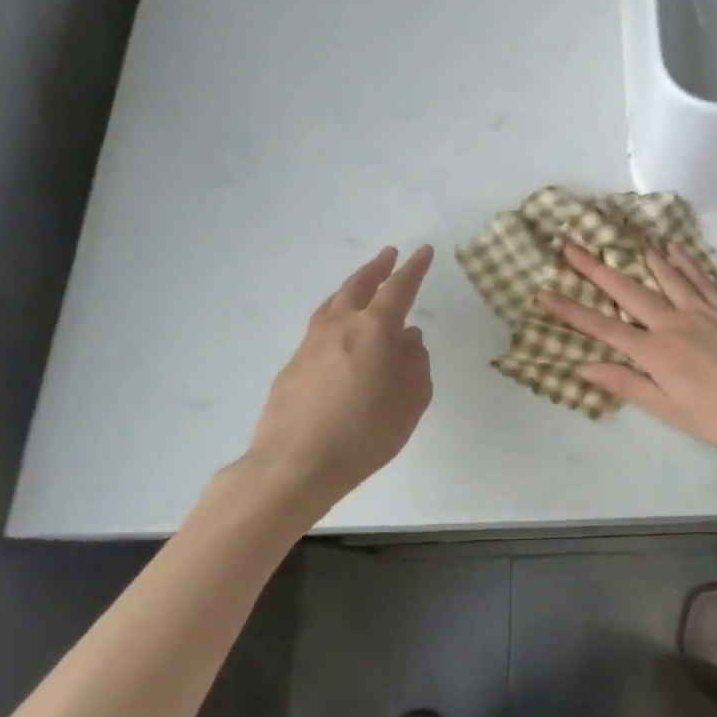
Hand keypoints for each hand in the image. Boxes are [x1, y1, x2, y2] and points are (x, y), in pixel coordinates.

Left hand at [241, 245, 434, 518]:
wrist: (294, 465)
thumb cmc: (364, 433)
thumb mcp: (411, 401)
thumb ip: (416, 365)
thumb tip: (409, 340)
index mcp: (373, 330)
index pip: (399, 289)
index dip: (414, 269)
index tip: (424, 251)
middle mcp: (340, 326)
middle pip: (359, 286)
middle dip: (377, 268)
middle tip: (389, 255)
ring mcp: (310, 344)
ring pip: (334, 303)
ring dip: (352, 288)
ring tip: (363, 285)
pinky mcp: (292, 366)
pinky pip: (319, 328)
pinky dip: (335, 318)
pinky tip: (340, 334)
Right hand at [536, 242, 716, 448]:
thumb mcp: (669, 410)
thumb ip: (628, 385)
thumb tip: (586, 367)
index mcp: (654, 352)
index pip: (603, 329)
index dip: (571, 312)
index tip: (543, 293)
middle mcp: (672, 322)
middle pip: (628, 291)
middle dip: (596, 269)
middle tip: (572, 245)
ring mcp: (700, 310)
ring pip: (664, 276)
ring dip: (638, 255)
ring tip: (620, 235)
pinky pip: (699, 278)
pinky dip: (683, 261)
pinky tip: (673, 248)